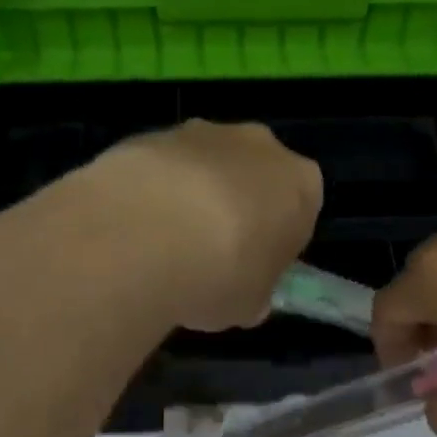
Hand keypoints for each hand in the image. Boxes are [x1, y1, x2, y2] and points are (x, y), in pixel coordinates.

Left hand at [80, 120, 322, 330]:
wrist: (146, 235)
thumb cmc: (221, 274)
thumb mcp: (250, 304)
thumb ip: (254, 292)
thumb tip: (248, 297)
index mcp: (301, 184)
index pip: (298, 210)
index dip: (275, 240)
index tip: (252, 266)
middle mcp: (260, 146)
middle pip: (254, 176)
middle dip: (236, 206)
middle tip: (208, 252)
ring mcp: (204, 132)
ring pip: (206, 166)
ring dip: (192, 195)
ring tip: (162, 243)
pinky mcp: (153, 133)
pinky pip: (161, 166)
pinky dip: (152, 190)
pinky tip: (135, 225)